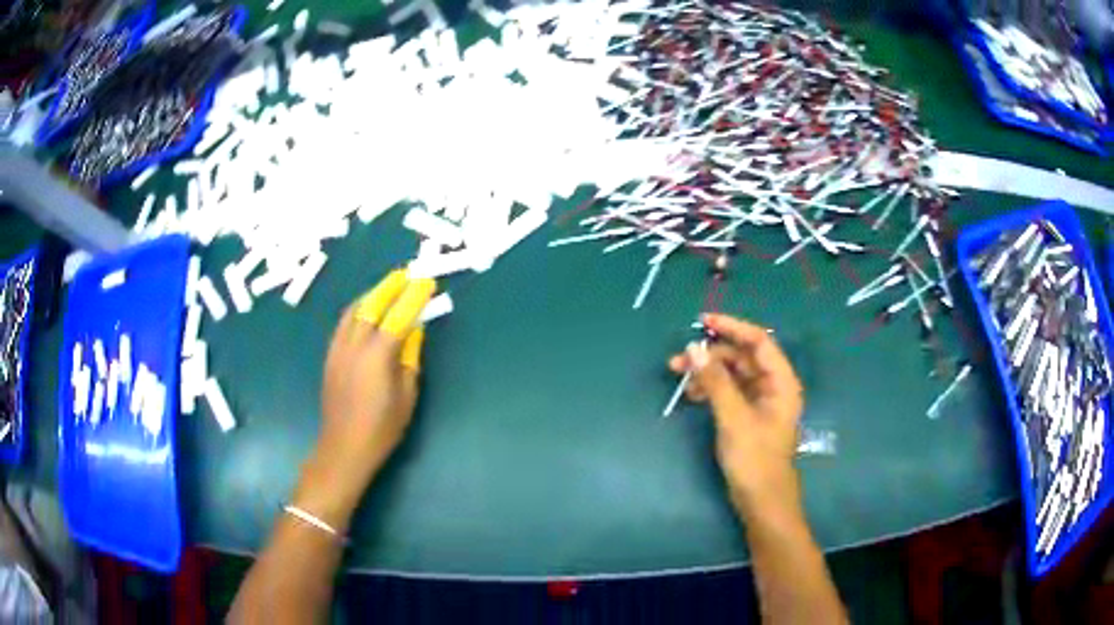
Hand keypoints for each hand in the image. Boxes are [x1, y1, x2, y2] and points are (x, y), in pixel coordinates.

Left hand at [294, 269, 433, 529]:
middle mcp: (354, 346)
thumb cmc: (382, 428)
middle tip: (406, 274)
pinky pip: (343, 324)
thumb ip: (409, 359)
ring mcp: (338, 350)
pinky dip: (357, 310)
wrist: (344, 448)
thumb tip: (414, 331)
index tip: (426, 281)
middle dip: (389, 287)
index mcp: (377, 357)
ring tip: (387, 286)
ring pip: (353, 311)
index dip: (413, 297)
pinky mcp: (330, 357)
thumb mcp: (406, 396)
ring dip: (371, 294)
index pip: (398, 317)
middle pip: (371, 305)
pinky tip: (365, 311)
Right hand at [669, 314, 804, 515]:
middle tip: (679, 359)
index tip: (703, 322)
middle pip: (743, 357)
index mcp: (781, 382)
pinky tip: (692, 395)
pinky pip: (729, 392)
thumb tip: (693, 347)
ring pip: (733, 375)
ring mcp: (760, 402)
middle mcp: (772, 386)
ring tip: (680, 378)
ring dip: (708, 373)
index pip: (758, 341)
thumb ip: (715, 381)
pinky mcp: (748, 416)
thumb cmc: (755, 459)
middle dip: (712, 355)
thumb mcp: (733, 418)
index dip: (732, 327)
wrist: (762, 502)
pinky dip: (711, 390)